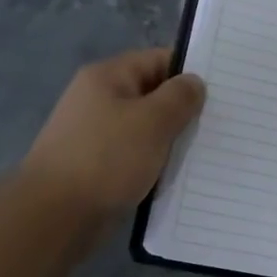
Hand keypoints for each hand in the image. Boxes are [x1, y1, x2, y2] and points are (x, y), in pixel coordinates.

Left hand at [19, 48, 205, 220]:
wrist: (54, 216)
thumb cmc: (106, 159)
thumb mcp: (153, 121)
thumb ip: (180, 97)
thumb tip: (193, 83)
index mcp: (107, 77)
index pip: (158, 60)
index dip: (190, 72)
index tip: (223, 92)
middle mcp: (98, 99)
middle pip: (152, 94)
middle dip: (183, 110)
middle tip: (220, 124)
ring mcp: (95, 134)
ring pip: (145, 129)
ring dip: (170, 140)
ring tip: (205, 152)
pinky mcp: (96, 166)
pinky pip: (134, 156)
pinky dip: (154, 163)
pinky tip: (177, 176)